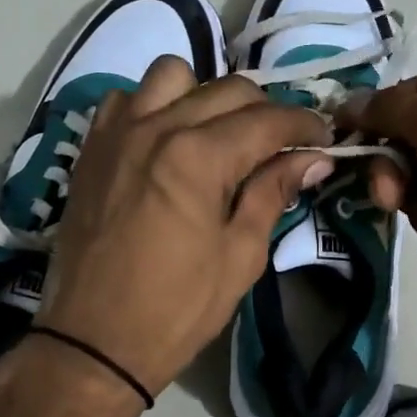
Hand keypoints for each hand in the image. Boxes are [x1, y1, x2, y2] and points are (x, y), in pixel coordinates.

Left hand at [37, 57, 332, 401]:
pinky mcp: (92, 147)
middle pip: (228, 89)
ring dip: (207, 95)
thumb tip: (313, 158)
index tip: (324, 138)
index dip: (304, 124)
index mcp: (198, 156)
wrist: (93, 341)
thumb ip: (274, 193)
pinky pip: (126, 98)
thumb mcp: (240, 255)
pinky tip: (166, 138)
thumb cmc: (177, 307)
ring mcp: (118, 132)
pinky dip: (154, 105)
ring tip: (219, 132)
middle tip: (283, 143)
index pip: (267, 119)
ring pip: (173, 75)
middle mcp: (157, 127)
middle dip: (267, 110)